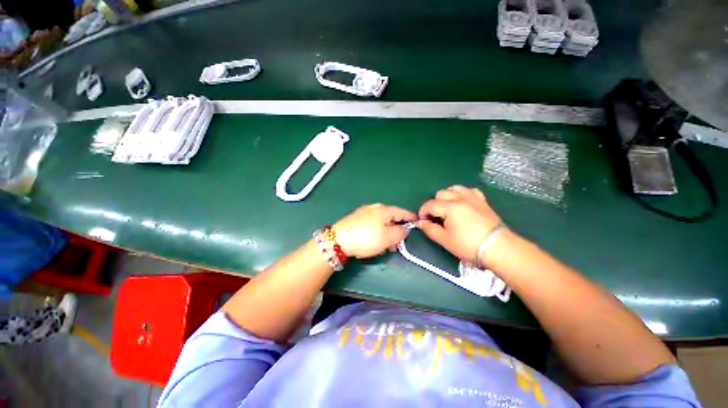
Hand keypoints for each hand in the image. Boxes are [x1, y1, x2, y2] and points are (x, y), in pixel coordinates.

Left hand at [332, 204, 416, 258]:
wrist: (339, 240)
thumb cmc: (367, 238)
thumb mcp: (388, 238)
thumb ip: (400, 233)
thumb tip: (404, 229)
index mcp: (384, 210)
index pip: (401, 212)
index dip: (410, 217)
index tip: (416, 221)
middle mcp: (374, 208)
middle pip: (390, 217)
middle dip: (396, 229)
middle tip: (398, 243)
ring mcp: (363, 212)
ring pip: (381, 222)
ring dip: (386, 233)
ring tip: (386, 246)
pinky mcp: (355, 219)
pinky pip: (372, 224)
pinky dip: (377, 232)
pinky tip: (374, 241)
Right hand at [418, 186, 502, 264]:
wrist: (498, 248)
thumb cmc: (468, 245)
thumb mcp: (444, 239)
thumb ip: (429, 229)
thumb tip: (420, 222)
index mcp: (450, 207)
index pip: (429, 205)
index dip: (422, 212)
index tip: (422, 221)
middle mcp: (460, 198)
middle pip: (440, 194)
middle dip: (434, 205)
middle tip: (435, 218)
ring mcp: (473, 197)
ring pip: (454, 189)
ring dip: (446, 197)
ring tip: (447, 209)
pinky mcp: (482, 201)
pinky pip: (469, 190)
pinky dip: (461, 194)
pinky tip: (462, 203)